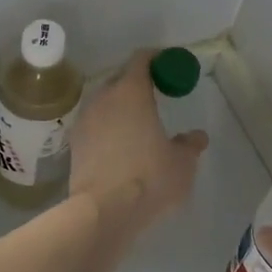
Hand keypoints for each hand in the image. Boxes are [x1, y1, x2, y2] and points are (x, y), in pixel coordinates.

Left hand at [70, 51, 208, 235]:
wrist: (103, 211)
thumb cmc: (149, 177)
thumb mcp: (182, 163)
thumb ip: (190, 145)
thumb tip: (197, 137)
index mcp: (131, 92)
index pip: (141, 59)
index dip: (156, 59)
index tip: (169, 66)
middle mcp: (104, 98)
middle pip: (121, 79)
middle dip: (138, 83)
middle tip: (156, 95)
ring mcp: (85, 120)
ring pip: (105, 102)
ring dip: (120, 106)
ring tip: (137, 123)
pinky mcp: (74, 143)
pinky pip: (95, 124)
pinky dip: (108, 127)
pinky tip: (119, 146)